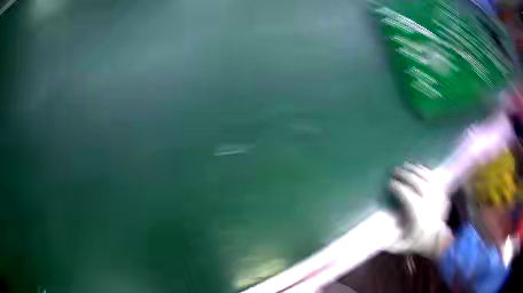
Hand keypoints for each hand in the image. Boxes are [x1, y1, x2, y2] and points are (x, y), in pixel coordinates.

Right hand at [389, 163, 452, 258]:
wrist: (438, 240)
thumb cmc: (419, 242)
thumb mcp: (402, 246)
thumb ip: (389, 243)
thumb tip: (375, 235)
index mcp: (418, 213)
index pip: (406, 194)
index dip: (397, 187)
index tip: (390, 184)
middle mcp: (428, 201)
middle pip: (416, 182)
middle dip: (405, 175)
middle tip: (396, 170)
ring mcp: (437, 195)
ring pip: (426, 176)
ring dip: (415, 170)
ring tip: (407, 165)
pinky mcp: (442, 193)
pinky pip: (434, 177)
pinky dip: (426, 171)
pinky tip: (420, 168)